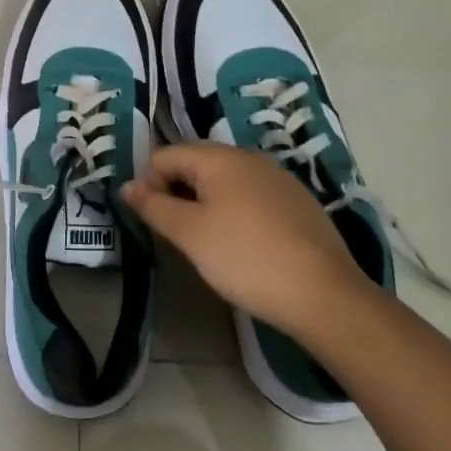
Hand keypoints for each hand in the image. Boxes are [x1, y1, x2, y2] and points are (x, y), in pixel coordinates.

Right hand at [125, 143, 373, 339]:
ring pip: (226, 181)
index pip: (165, 156)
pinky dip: (236, 212)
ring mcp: (278, 178)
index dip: (149, 184)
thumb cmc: (246, 258)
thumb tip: (127, 185)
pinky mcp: (298, 202)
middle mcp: (248, 157)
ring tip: (208, 242)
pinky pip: (252, 196)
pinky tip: (244, 246)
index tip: (152, 222)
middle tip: (176, 234)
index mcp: (219, 157)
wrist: (323, 294)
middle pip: (196, 164)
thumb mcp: (190, 234)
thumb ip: (154, 206)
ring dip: (206, 203)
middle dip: (178, 193)